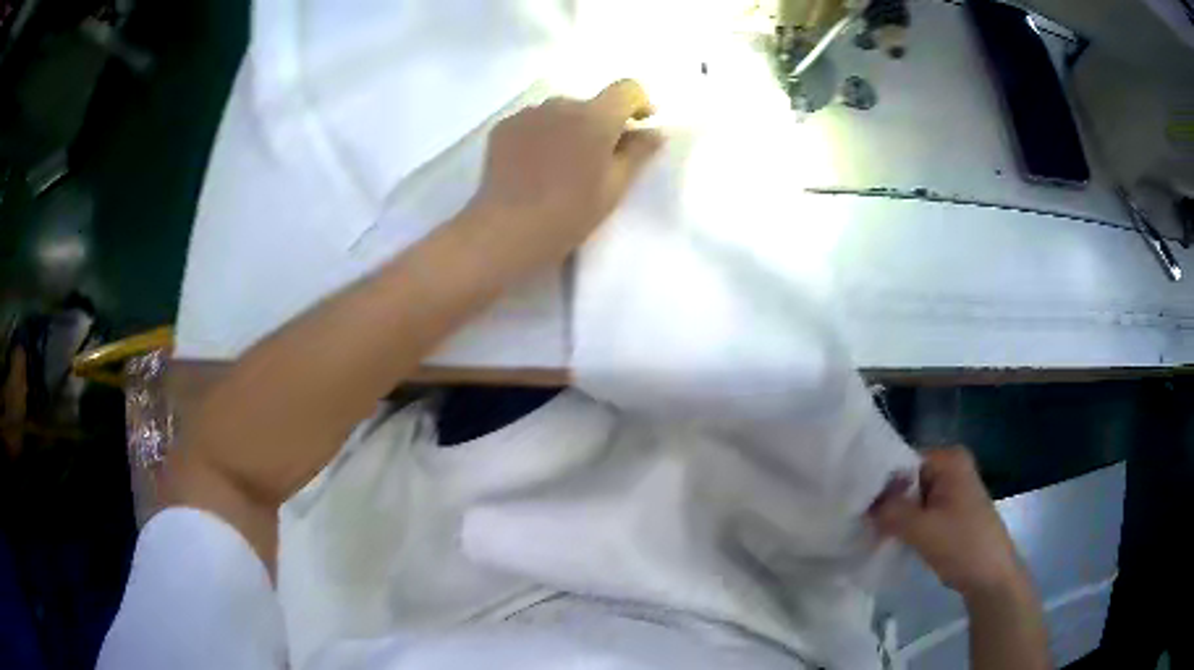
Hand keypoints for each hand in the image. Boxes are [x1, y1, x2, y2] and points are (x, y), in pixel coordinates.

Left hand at [466, 79, 663, 276]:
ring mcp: (528, 113)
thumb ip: (638, 152)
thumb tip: (654, 132)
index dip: (639, 103)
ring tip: (561, 165)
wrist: (506, 230)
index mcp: (595, 117)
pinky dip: (542, 135)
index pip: (627, 89)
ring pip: (560, 112)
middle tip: (597, 159)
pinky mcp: (504, 126)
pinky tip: (534, 166)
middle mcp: (561, 104)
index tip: (640, 124)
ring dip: (569, 128)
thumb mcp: (614, 187)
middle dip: (600, 123)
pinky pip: (533, 122)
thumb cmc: (569, 213)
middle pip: (591, 103)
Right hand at [869, 448, 1023, 597]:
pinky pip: (920, 510)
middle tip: (861, 521)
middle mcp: (951, 466)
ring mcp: (952, 488)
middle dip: (886, 501)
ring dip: (895, 515)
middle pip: (906, 478)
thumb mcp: (922, 529)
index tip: (856, 505)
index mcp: (949, 459)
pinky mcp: (950, 510)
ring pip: (911, 497)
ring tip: (872, 531)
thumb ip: (890, 512)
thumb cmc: (962, 545)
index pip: (901, 461)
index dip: (878, 483)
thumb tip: (862, 504)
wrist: (991, 576)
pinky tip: (890, 538)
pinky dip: (906, 523)